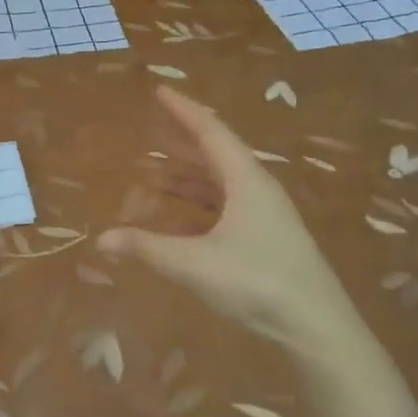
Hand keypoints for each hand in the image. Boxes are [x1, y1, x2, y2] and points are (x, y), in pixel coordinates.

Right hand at [100, 88, 361, 362]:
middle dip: (180, 142)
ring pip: (220, 183)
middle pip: (215, 154)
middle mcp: (257, 189)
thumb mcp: (194, 263)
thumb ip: (147, 248)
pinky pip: (225, 207)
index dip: (182, 110)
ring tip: (153, 172)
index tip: (159, 91)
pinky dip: (198, 204)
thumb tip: (102, 238)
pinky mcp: (265, 238)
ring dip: (187, 175)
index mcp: (246, 180)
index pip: (210, 131)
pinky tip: (179, 216)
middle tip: (149, 130)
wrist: (315, 325)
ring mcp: (264, 215)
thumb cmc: (256, 282)